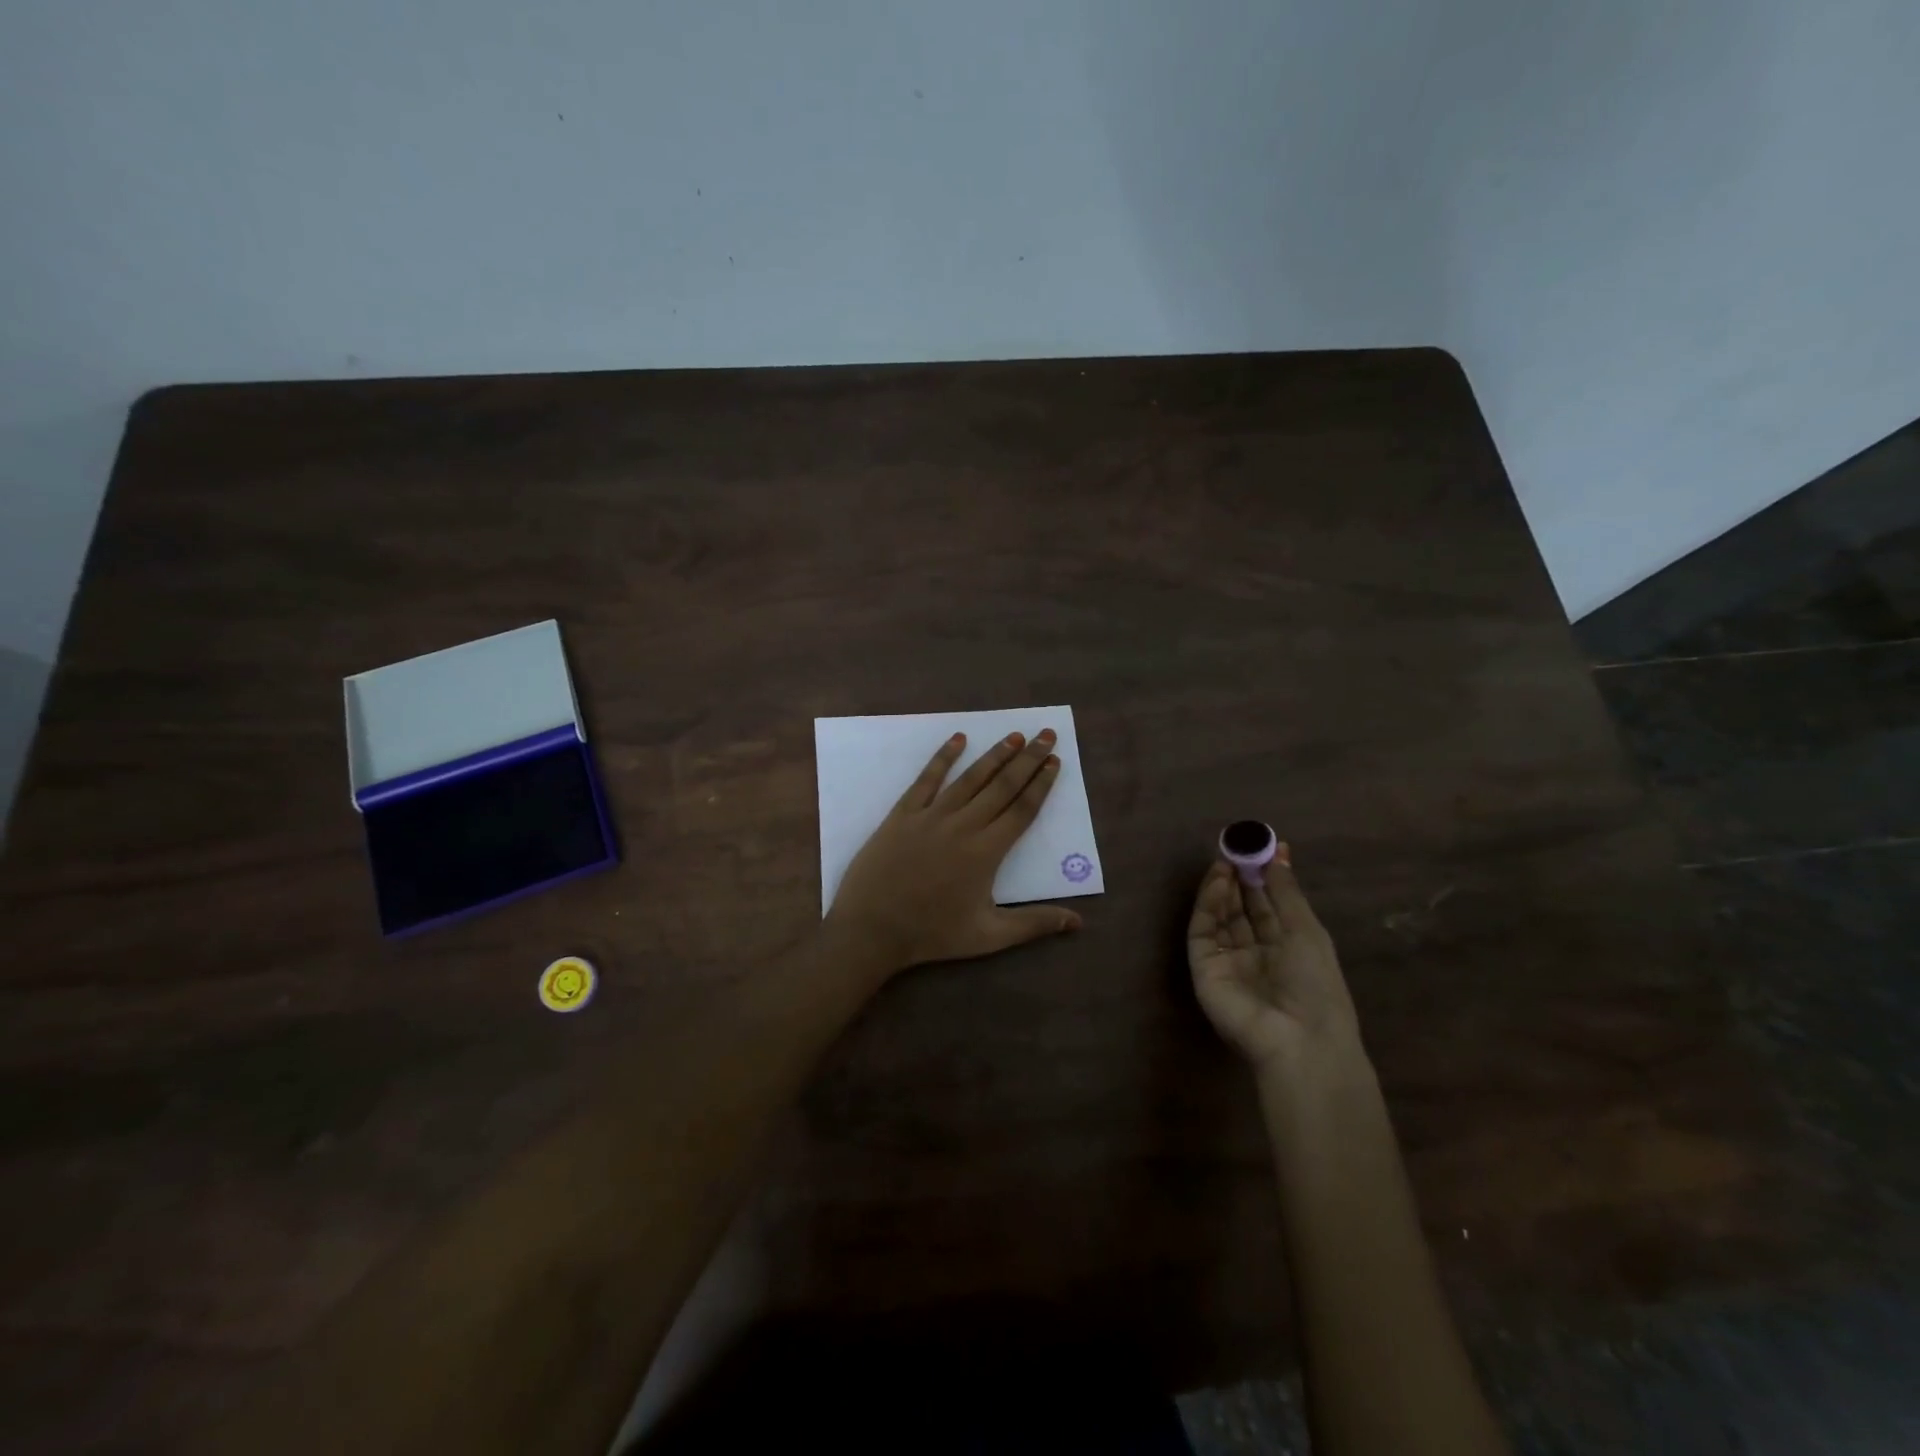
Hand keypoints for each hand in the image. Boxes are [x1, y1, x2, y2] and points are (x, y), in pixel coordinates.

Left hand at [826, 729, 1082, 977]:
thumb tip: (1078, 923)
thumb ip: (1034, 924)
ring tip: (1015, 736)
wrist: (871, 928)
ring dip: (995, 754)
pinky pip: (927, 779)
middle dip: (1028, 759)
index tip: (1055, 762)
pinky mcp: (903, 813)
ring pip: (970, 778)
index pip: (1022, 810)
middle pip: (1002, 786)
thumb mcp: (989, 936)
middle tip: (1046, 735)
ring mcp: (931, 816)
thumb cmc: (932, 934)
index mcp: (987, 852)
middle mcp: (964, 825)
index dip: (1041, 784)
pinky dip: (943, 757)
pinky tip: (958, 739)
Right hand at [1185, 852, 1359, 1075]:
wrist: (1298, 1040)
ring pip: (1219, 917)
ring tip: (1225, 861)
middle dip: (1237, 879)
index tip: (1257, 847)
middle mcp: (1254, 954)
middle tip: (1235, 848)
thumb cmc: (1316, 986)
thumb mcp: (1307, 931)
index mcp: (1285, 949)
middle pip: (1240, 910)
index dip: (1262, 878)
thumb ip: (1286, 891)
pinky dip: (1208, 905)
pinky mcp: (1203, 968)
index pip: (1267, 907)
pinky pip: (1203, 931)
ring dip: (1222, 888)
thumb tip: (1280, 850)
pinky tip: (1218, 883)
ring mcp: (1227, 962)